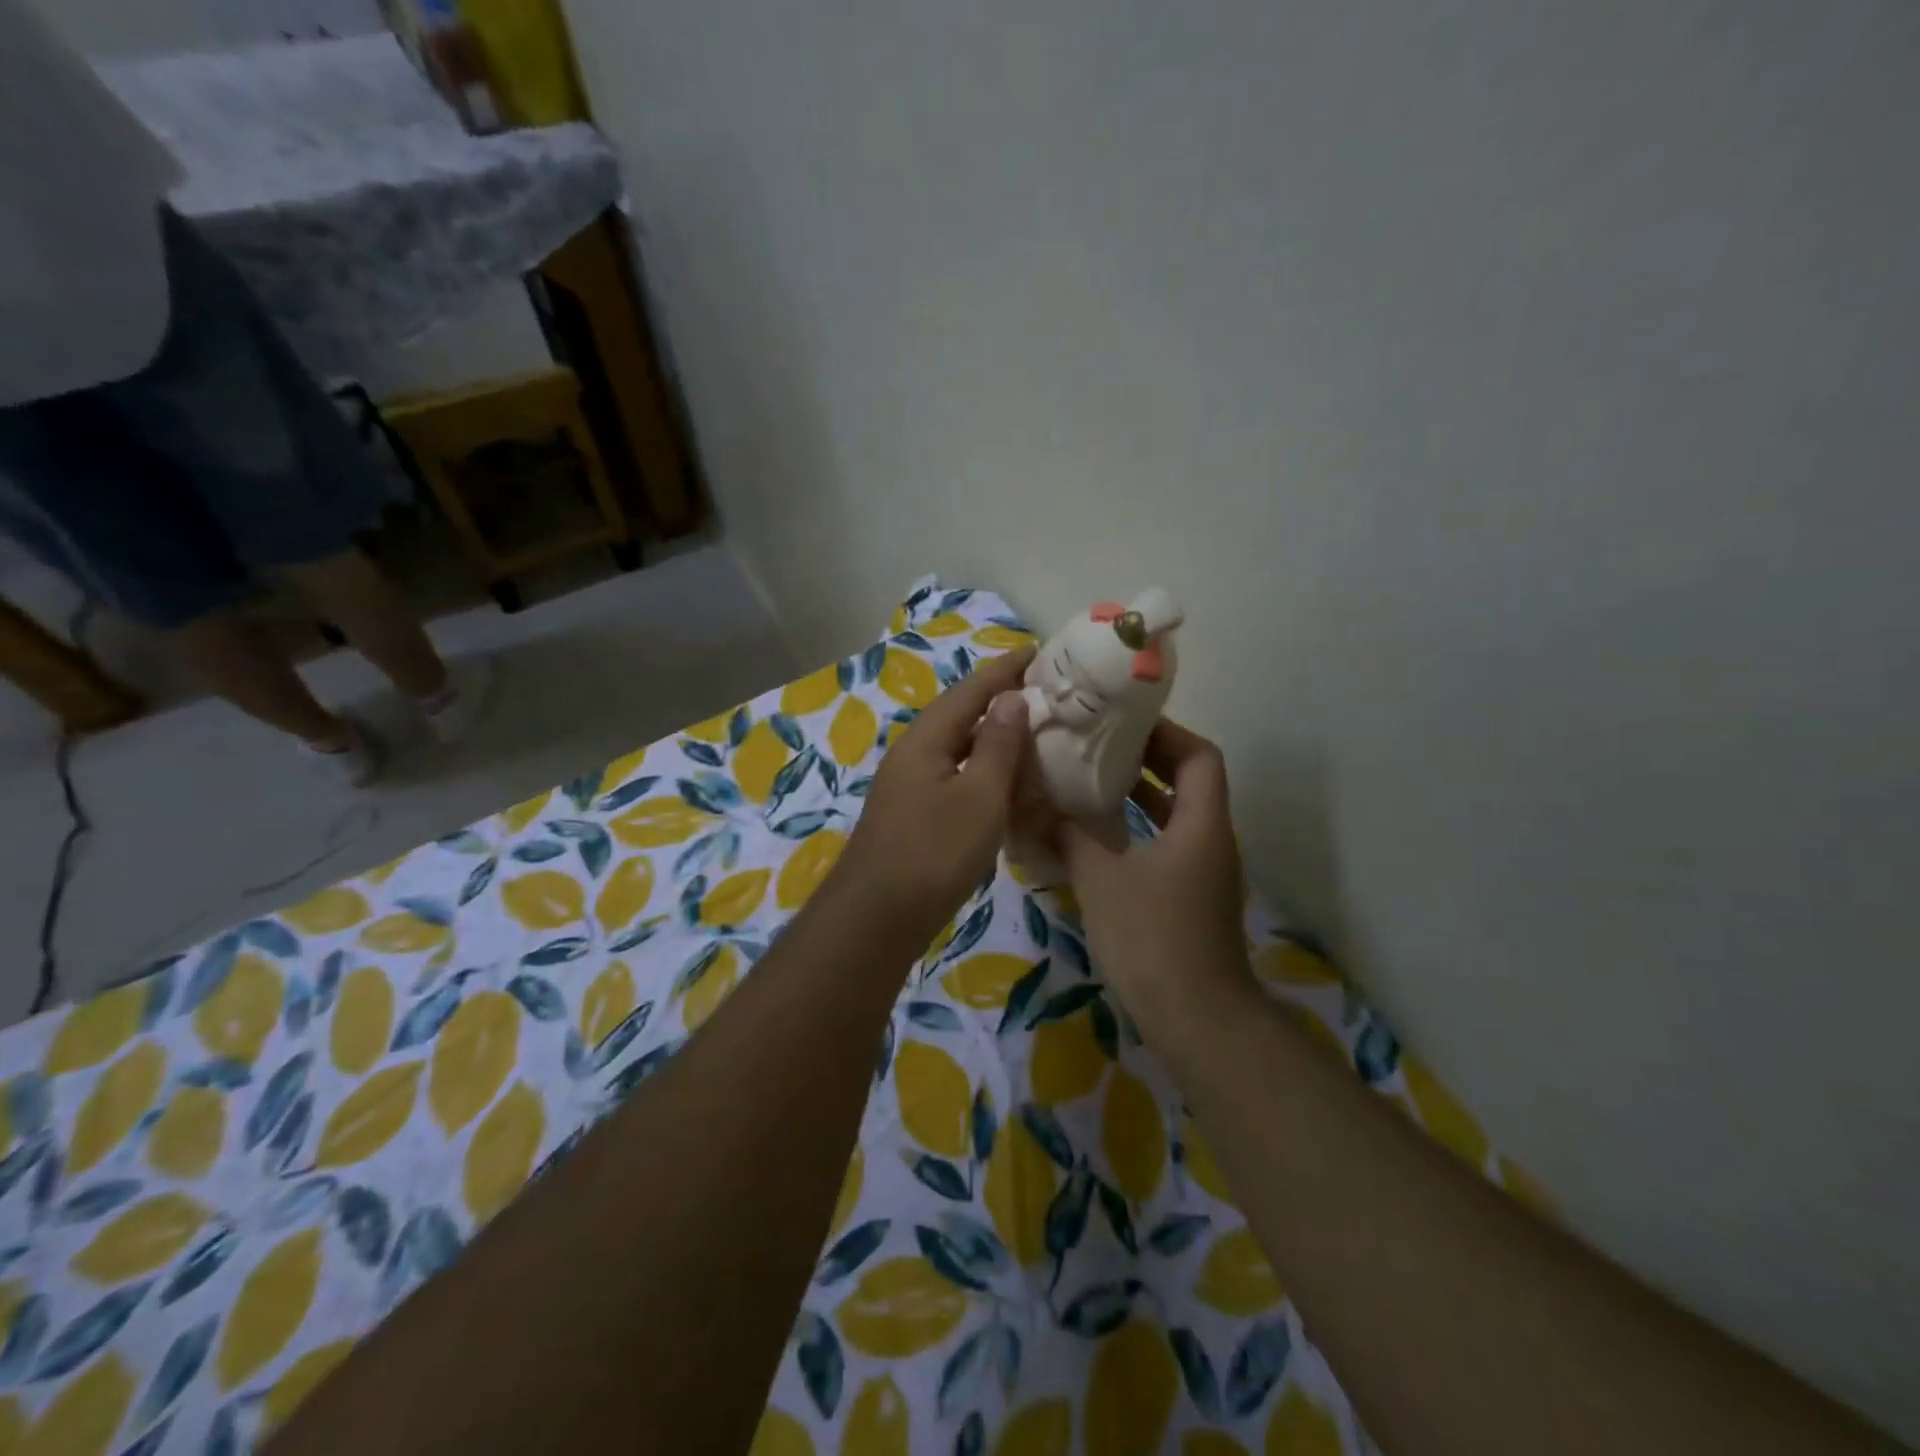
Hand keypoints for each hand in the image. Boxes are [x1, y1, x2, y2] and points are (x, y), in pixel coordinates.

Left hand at [834, 647, 1035, 941]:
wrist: (878, 917)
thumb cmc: (934, 852)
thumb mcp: (979, 796)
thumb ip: (997, 745)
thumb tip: (1011, 697)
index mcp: (927, 737)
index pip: (973, 688)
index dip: (1007, 668)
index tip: (1042, 651)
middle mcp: (914, 751)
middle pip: (962, 712)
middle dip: (1001, 697)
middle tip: (1046, 691)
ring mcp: (910, 782)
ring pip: (958, 744)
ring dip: (994, 733)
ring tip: (1034, 728)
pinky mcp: (914, 811)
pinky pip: (955, 773)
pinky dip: (984, 767)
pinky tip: (1005, 779)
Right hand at [1056, 718, 1252, 1026]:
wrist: (1197, 1020)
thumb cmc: (1153, 938)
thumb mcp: (1101, 880)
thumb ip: (1069, 836)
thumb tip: (1035, 806)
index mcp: (1201, 824)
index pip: (1199, 756)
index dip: (1166, 733)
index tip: (1122, 724)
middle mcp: (1211, 840)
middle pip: (1189, 781)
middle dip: (1147, 759)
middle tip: (1098, 745)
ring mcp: (1203, 872)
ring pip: (1176, 815)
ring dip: (1140, 795)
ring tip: (1091, 781)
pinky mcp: (1190, 899)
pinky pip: (1166, 845)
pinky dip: (1138, 831)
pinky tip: (1097, 838)